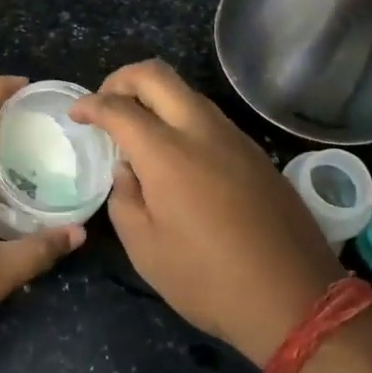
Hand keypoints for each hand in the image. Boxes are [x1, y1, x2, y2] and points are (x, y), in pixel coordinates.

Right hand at [71, 60, 341, 365]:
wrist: (295, 298)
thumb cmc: (209, 280)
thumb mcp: (146, 250)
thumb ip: (125, 199)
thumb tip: (128, 170)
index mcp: (167, 153)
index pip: (118, 107)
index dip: (90, 104)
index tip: (76, 113)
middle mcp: (202, 131)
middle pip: (156, 75)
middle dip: (122, 79)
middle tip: (106, 104)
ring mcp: (234, 137)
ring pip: (187, 92)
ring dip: (156, 97)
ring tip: (138, 130)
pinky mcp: (255, 152)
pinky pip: (209, 117)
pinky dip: (182, 119)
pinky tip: (176, 155)